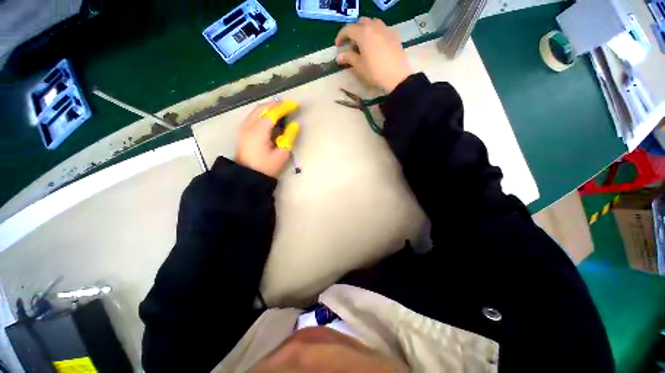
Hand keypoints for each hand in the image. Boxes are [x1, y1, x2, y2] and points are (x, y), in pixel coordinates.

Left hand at [235, 102, 294, 177]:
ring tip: (281, 108)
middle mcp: (249, 126)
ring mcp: (243, 127)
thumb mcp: (281, 155)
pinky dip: (263, 112)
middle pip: (262, 108)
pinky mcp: (243, 131)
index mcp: (259, 132)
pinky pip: (253, 115)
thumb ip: (289, 137)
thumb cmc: (266, 167)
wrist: (247, 175)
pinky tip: (270, 115)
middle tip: (289, 105)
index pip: (272, 114)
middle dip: (276, 104)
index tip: (296, 105)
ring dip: (269, 107)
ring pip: (256, 110)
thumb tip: (295, 124)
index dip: (285, 108)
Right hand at [335, 17, 412, 92]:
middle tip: (351, 44)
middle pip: (360, 23)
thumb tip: (339, 56)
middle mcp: (374, 26)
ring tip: (363, 43)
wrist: (397, 77)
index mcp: (363, 33)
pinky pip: (382, 29)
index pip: (348, 29)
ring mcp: (385, 29)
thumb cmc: (375, 72)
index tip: (338, 46)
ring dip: (365, 30)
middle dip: (353, 31)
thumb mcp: (359, 67)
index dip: (340, 37)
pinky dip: (375, 33)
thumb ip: (349, 58)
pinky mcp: (394, 35)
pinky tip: (375, 45)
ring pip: (372, 23)